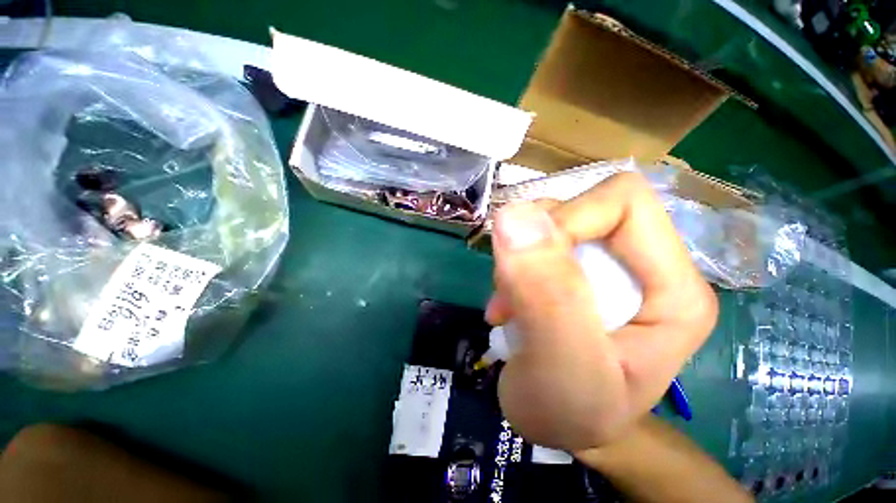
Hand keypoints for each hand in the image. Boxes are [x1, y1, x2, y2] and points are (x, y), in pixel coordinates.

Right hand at [486, 172, 716, 450]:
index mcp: (675, 289)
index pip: (623, 204)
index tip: (524, 267)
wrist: (556, 426)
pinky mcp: (575, 270)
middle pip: (582, 208)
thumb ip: (546, 294)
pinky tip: (510, 304)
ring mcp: (608, 265)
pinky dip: (512, 267)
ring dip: (518, 260)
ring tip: (511, 305)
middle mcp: (647, 266)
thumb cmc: (570, 413)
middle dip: (534, 246)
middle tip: (515, 294)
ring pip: (550, 223)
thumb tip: (514, 215)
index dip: (566, 222)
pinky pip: (533, 242)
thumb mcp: (563, 368)